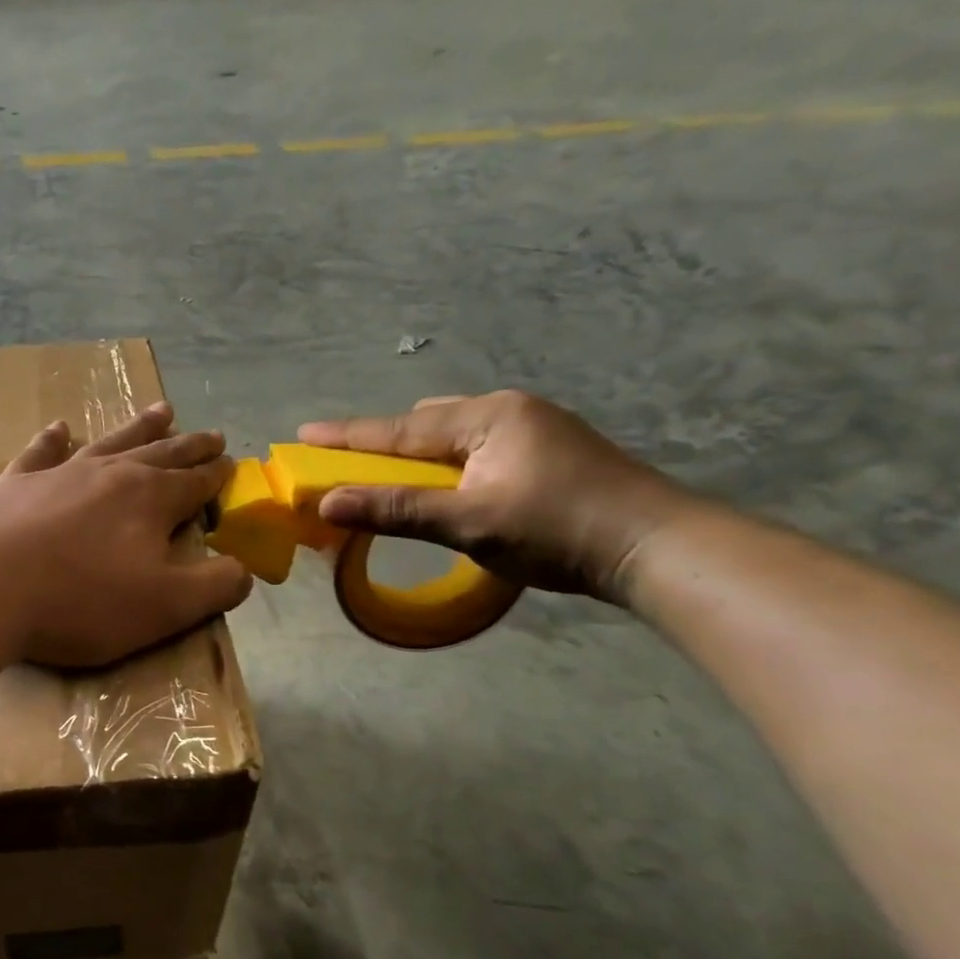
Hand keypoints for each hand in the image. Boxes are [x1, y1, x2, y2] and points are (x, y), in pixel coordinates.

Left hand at [0, 402, 252, 666]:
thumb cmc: (80, 601)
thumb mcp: (165, 607)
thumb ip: (214, 587)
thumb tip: (244, 570)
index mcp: (151, 500)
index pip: (196, 484)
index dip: (217, 477)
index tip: (232, 465)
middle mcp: (110, 474)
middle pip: (161, 454)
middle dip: (189, 447)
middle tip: (211, 434)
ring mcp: (60, 473)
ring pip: (110, 442)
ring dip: (138, 428)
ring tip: (162, 410)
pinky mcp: (16, 483)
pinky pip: (42, 452)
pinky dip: (53, 439)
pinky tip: (60, 427)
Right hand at [299, 391, 699, 603]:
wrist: (657, 547)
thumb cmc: (557, 530)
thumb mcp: (468, 522)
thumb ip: (395, 510)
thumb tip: (327, 502)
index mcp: (488, 416)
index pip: (399, 429)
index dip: (347, 436)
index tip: (302, 433)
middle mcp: (509, 410)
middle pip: (425, 425)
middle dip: (383, 444)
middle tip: (347, 465)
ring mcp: (533, 429)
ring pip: (453, 436)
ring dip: (417, 456)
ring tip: (391, 480)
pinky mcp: (549, 453)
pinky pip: (476, 449)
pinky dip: (446, 466)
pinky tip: (445, 487)